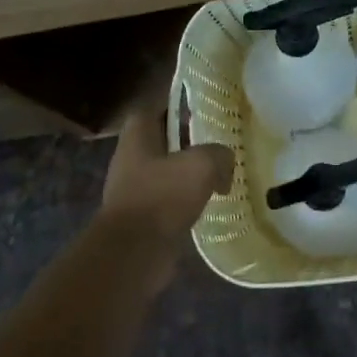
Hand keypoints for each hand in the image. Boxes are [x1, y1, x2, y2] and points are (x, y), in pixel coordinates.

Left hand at [98, 107, 233, 276]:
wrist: (133, 254)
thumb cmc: (162, 197)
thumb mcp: (202, 164)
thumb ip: (219, 154)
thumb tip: (225, 163)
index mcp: (138, 135)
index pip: (157, 106)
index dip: (179, 102)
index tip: (205, 105)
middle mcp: (131, 157)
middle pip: (163, 138)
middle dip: (190, 138)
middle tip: (220, 138)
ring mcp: (134, 188)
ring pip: (168, 169)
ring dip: (190, 171)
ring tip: (221, 171)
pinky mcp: (143, 217)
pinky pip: (170, 198)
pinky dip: (188, 198)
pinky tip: (210, 201)